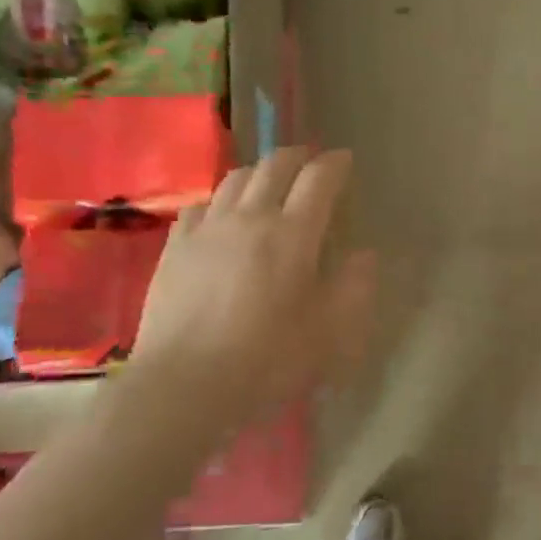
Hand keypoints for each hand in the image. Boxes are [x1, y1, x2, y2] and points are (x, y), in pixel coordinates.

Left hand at [108, 148, 375, 451]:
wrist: (185, 383)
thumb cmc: (266, 359)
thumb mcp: (328, 332)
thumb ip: (353, 288)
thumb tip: (365, 256)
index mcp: (292, 234)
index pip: (318, 180)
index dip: (334, 164)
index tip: (344, 160)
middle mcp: (250, 217)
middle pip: (274, 167)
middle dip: (297, 156)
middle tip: (309, 160)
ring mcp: (207, 228)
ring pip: (235, 179)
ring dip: (259, 171)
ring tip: (268, 181)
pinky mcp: (175, 246)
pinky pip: (200, 205)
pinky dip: (219, 200)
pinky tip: (220, 215)